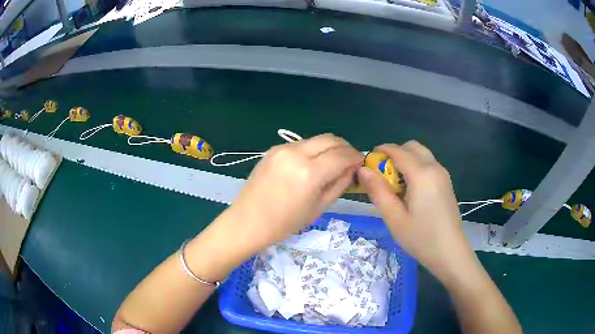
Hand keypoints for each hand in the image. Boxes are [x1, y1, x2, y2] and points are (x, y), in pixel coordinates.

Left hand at [227, 134, 362, 253]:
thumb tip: (352, 168)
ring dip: (329, 147)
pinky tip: (311, 164)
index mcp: (309, 172)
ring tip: (331, 163)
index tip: (361, 163)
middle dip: (345, 147)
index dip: (355, 157)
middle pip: (330, 139)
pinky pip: (301, 144)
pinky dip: (312, 150)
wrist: (248, 221)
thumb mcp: (319, 207)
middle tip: (350, 160)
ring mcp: (282, 148)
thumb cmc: (285, 223)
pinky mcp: (273, 149)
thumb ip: (339, 184)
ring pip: (316, 139)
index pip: (342, 155)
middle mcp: (296, 153)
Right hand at [358, 141, 474, 281]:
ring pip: (421, 154)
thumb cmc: (421, 238)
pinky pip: (428, 164)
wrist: (450, 252)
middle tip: (383, 174)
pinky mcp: (446, 182)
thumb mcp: (394, 218)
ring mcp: (443, 174)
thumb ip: (378, 191)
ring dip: (406, 160)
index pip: (398, 150)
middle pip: (412, 146)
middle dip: (395, 153)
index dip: (381, 151)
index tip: (368, 162)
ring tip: (396, 184)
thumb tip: (363, 170)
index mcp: (421, 174)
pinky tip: (411, 190)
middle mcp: (434, 167)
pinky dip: (416, 167)